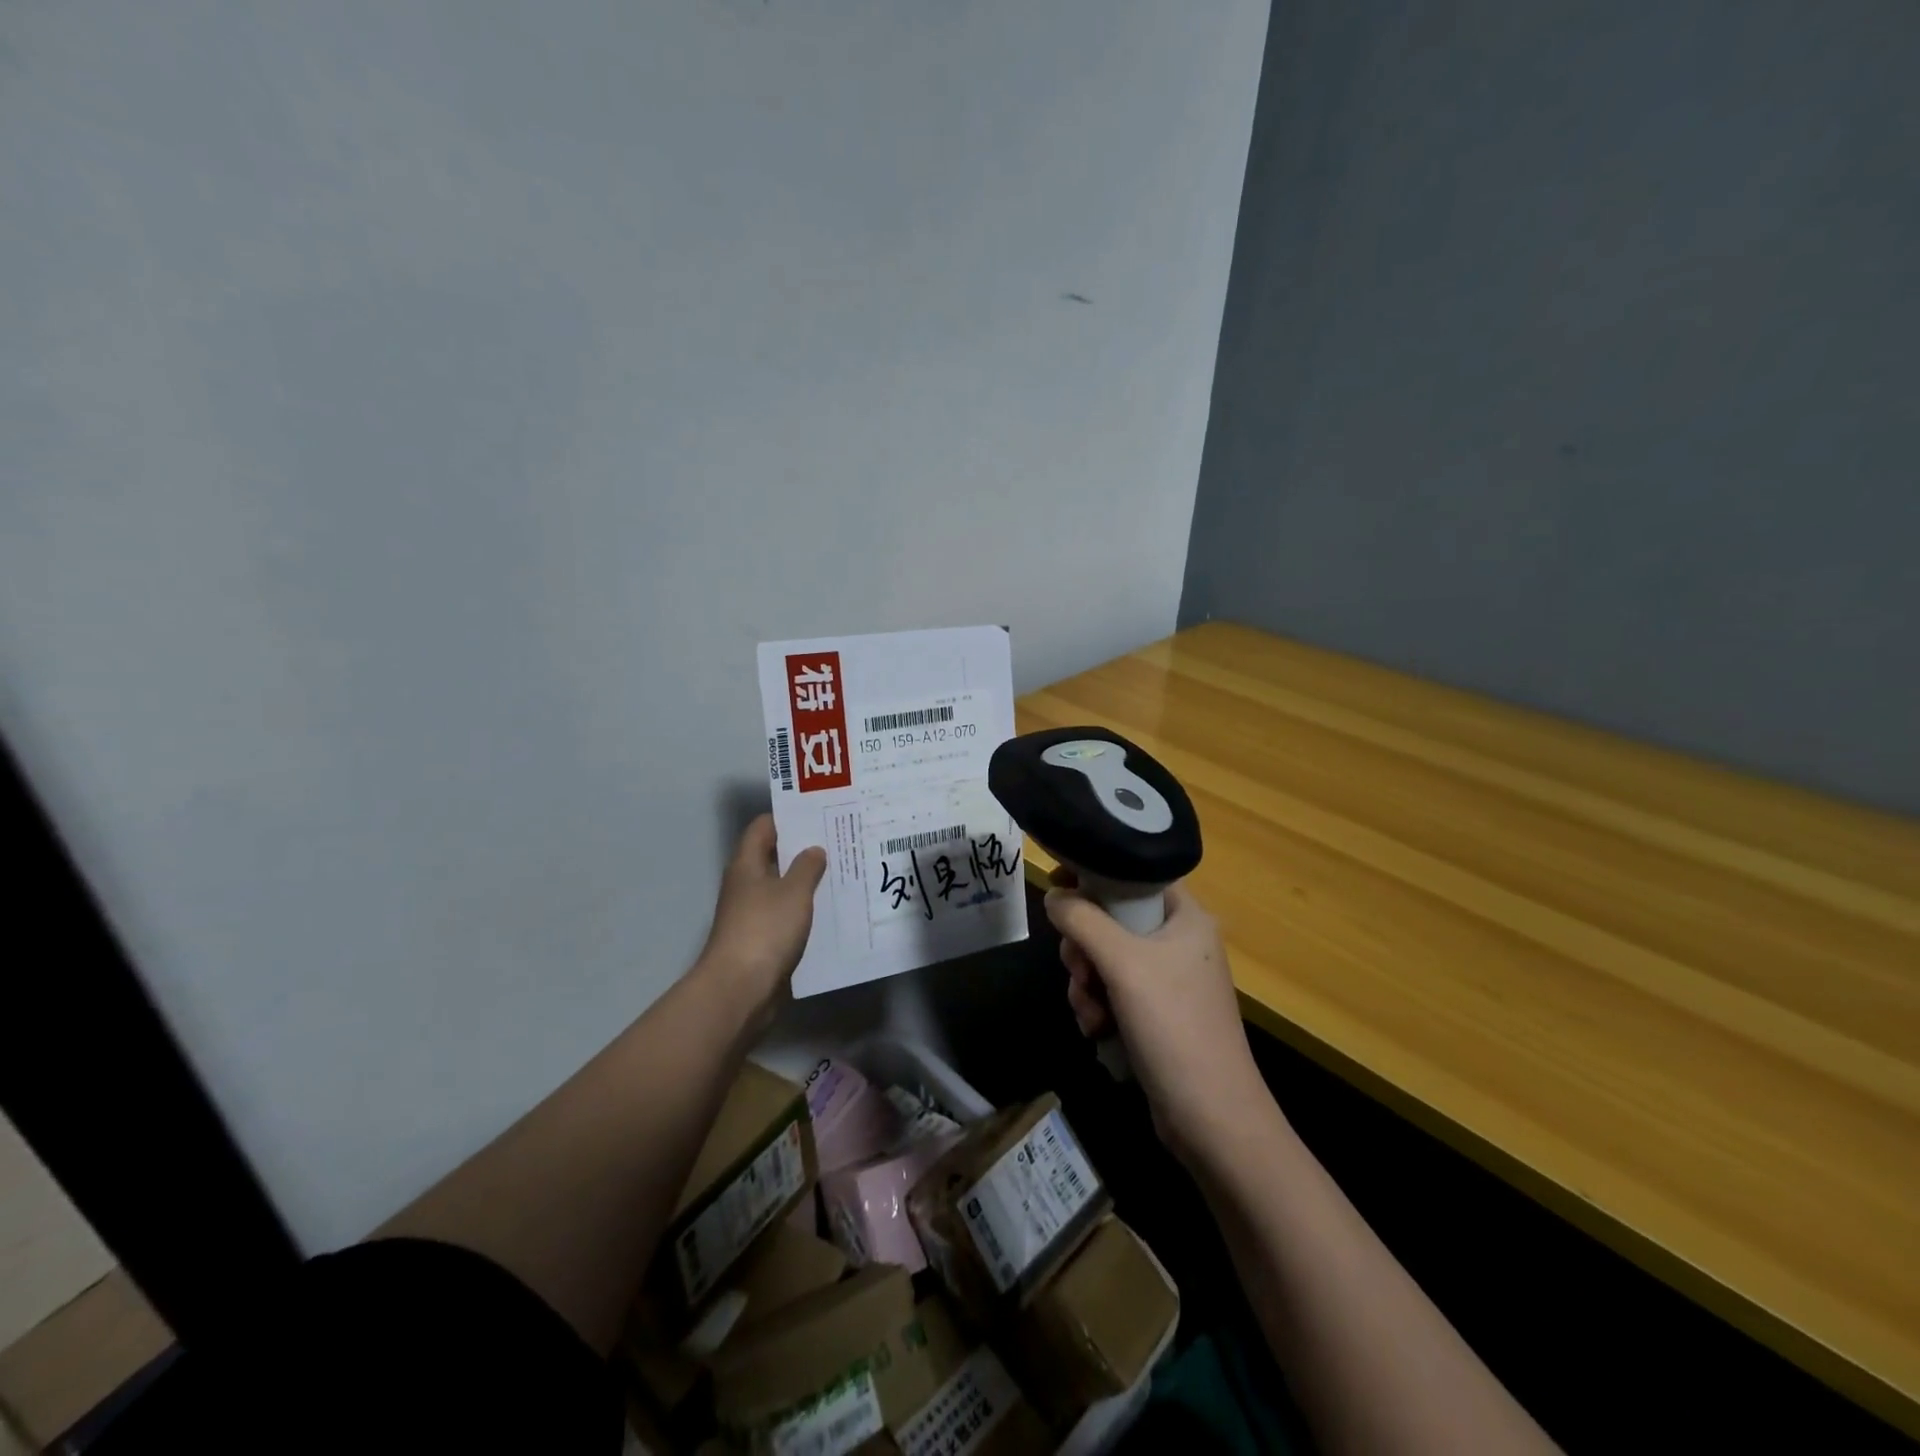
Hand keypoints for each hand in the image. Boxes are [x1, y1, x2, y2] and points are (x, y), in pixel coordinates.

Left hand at [696, 815, 827, 1036]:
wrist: (740, 989)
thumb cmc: (765, 930)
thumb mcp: (794, 892)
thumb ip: (807, 867)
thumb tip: (814, 850)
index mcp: (747, 864)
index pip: (763, 827)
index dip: (788, 818)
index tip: (818, 814)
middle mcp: (746, 884)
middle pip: (773, 856)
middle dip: (803, 849)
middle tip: (838, 841)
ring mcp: (751, 913)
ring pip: (782, 887)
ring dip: (806, 881)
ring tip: (841, 872)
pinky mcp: (761, 939)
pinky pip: (785, 915)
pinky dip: (804, 910)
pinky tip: (830, 910)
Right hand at [1046, 870, 1263, 1162]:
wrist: (1212, 1118)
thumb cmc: (1173, 1025)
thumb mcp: (1122, 964)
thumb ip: (1082, 920)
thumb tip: (1054, 895)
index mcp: (1186, 917)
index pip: (1135, 874)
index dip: (1095, 873)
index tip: (1058, 883)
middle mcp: (1180, 942)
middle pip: (1112, 919)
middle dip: (1084, 947)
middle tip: (1078, 968)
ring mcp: (1168, 980)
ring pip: (1106, 958)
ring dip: (1086, 983)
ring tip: (1090, 1012)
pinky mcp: (1157, 1014)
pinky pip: (1113, 991)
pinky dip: (1098, 1005)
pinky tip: (1097, 1030)